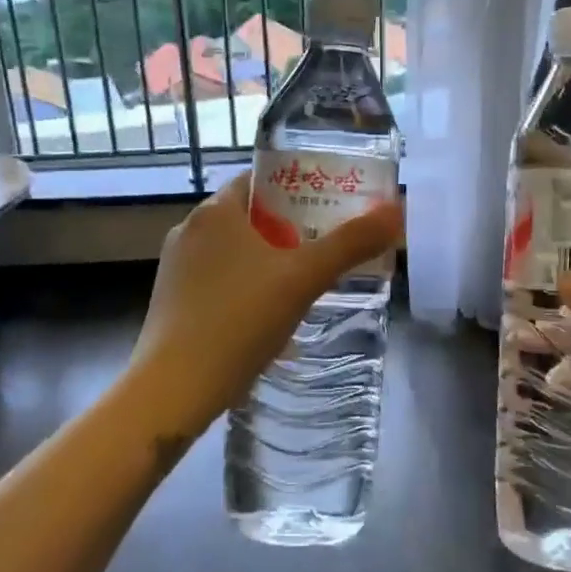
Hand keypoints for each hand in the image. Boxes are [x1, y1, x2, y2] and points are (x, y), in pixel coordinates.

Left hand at [128, 173, 403, 435]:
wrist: (173, 391)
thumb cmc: (238, 320)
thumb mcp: (303, 278)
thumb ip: (351, 243)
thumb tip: (397, 210)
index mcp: (214, 211)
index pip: (261, 180)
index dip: (298, 187)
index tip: (331, 204)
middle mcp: (188, 230)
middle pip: (250, 216)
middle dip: (290, 227)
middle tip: (329, 244)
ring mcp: (176, 269)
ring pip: (234, 251)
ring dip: (269, 259)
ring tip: (307, 279)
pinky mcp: (173, 303)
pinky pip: (219, 280)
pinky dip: (247, 286)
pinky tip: (269, 314)